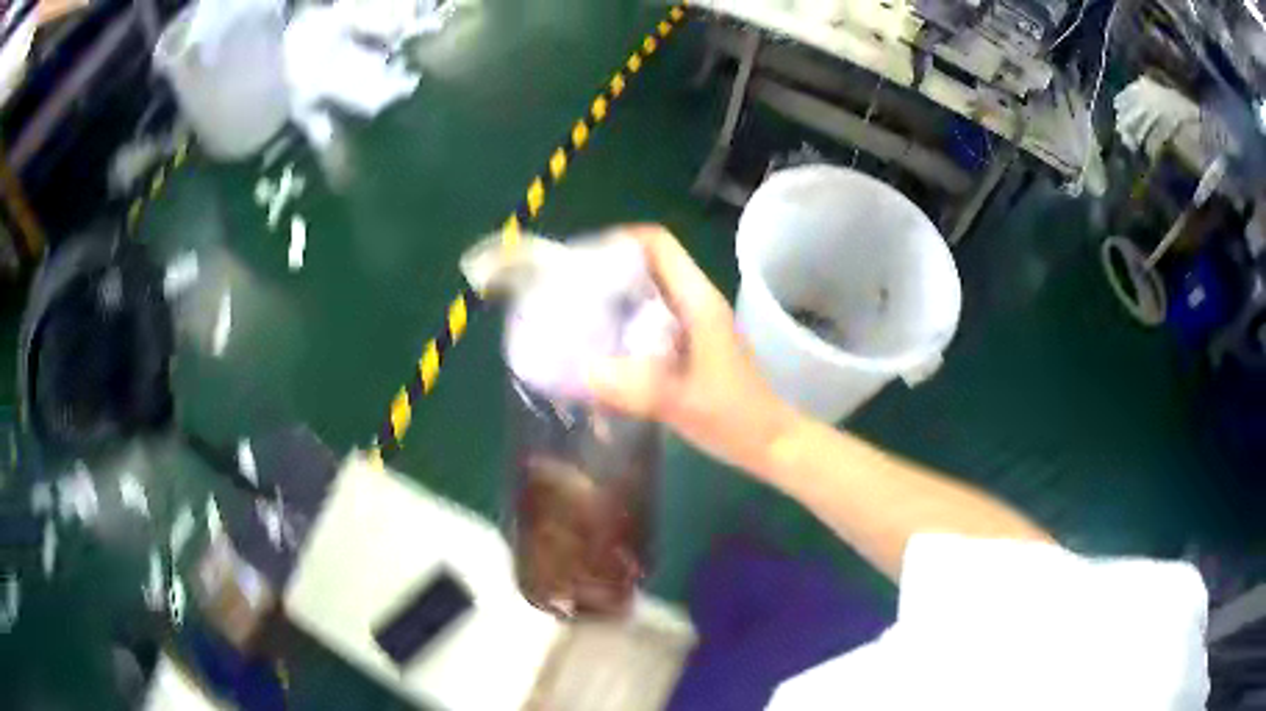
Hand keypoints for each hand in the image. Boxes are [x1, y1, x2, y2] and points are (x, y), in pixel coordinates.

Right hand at [585, 225, 797, 474]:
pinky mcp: (692, 345)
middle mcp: (696, 303)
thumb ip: (636, 388)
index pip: (658, 244)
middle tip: (570, 294)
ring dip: (615, 299)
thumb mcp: (684, 403)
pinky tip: (604, 350)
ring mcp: (695, 323)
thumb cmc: (735, 417)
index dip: (619, 240)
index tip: (582, 261)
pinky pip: (653, 320)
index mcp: (698, 301)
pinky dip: (626, 325)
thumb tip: (583, 371)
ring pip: (649, 293)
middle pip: (648, 264)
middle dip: (607, 272)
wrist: (769, 441)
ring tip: (578, 319)